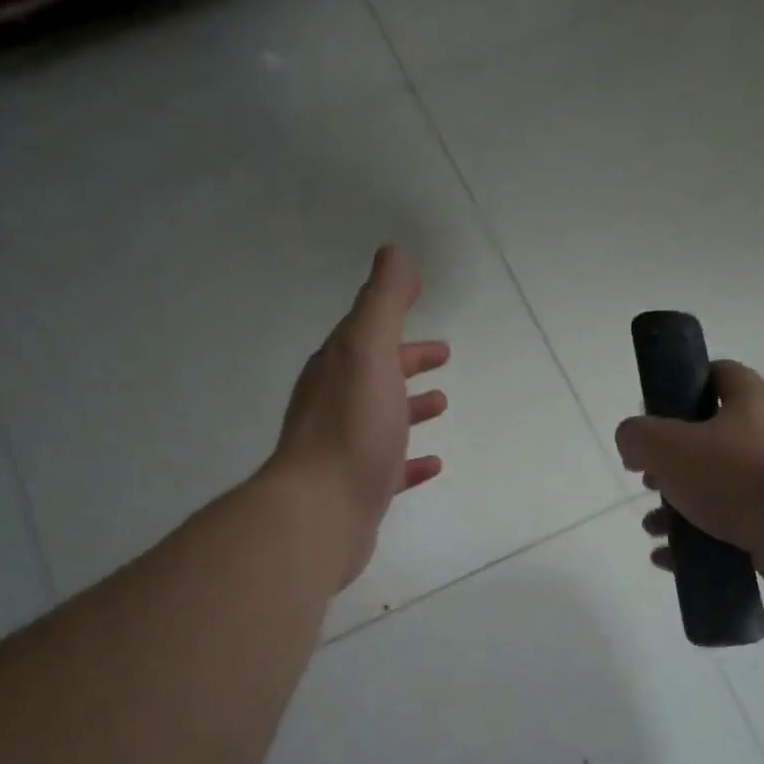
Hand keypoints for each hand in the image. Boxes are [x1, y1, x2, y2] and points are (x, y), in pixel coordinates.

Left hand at [271, 246, 449, 588]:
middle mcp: (335, 403)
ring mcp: (345, 448)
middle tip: (442, 354)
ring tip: (442, 403)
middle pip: (375, 372)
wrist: (321, 510)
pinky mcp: (358, 488)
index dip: (392, 313)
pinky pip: (389, 466)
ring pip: (383, 417)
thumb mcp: (368, 351)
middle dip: (406, 360)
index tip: (421, 299)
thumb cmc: (350, 426)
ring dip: (410, 406)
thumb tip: (393, 253)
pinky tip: (433, 463)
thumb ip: (382, 303)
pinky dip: (411, 459)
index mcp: (337, 367)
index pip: (367, 330)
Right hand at [615, 361, 763, 598]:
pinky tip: (669, 559)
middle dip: (670, 464)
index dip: (682, 387)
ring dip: (678, 508)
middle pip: (709, 439)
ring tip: (652, 527)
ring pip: (716, 489)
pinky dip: (696, 541)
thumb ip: (639, 436)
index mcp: (749, 402)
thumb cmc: (737, 476)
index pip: (716, 375)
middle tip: (647, 481)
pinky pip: (728, 528)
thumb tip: (631, 442)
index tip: (653, 414)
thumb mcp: (670, 447)